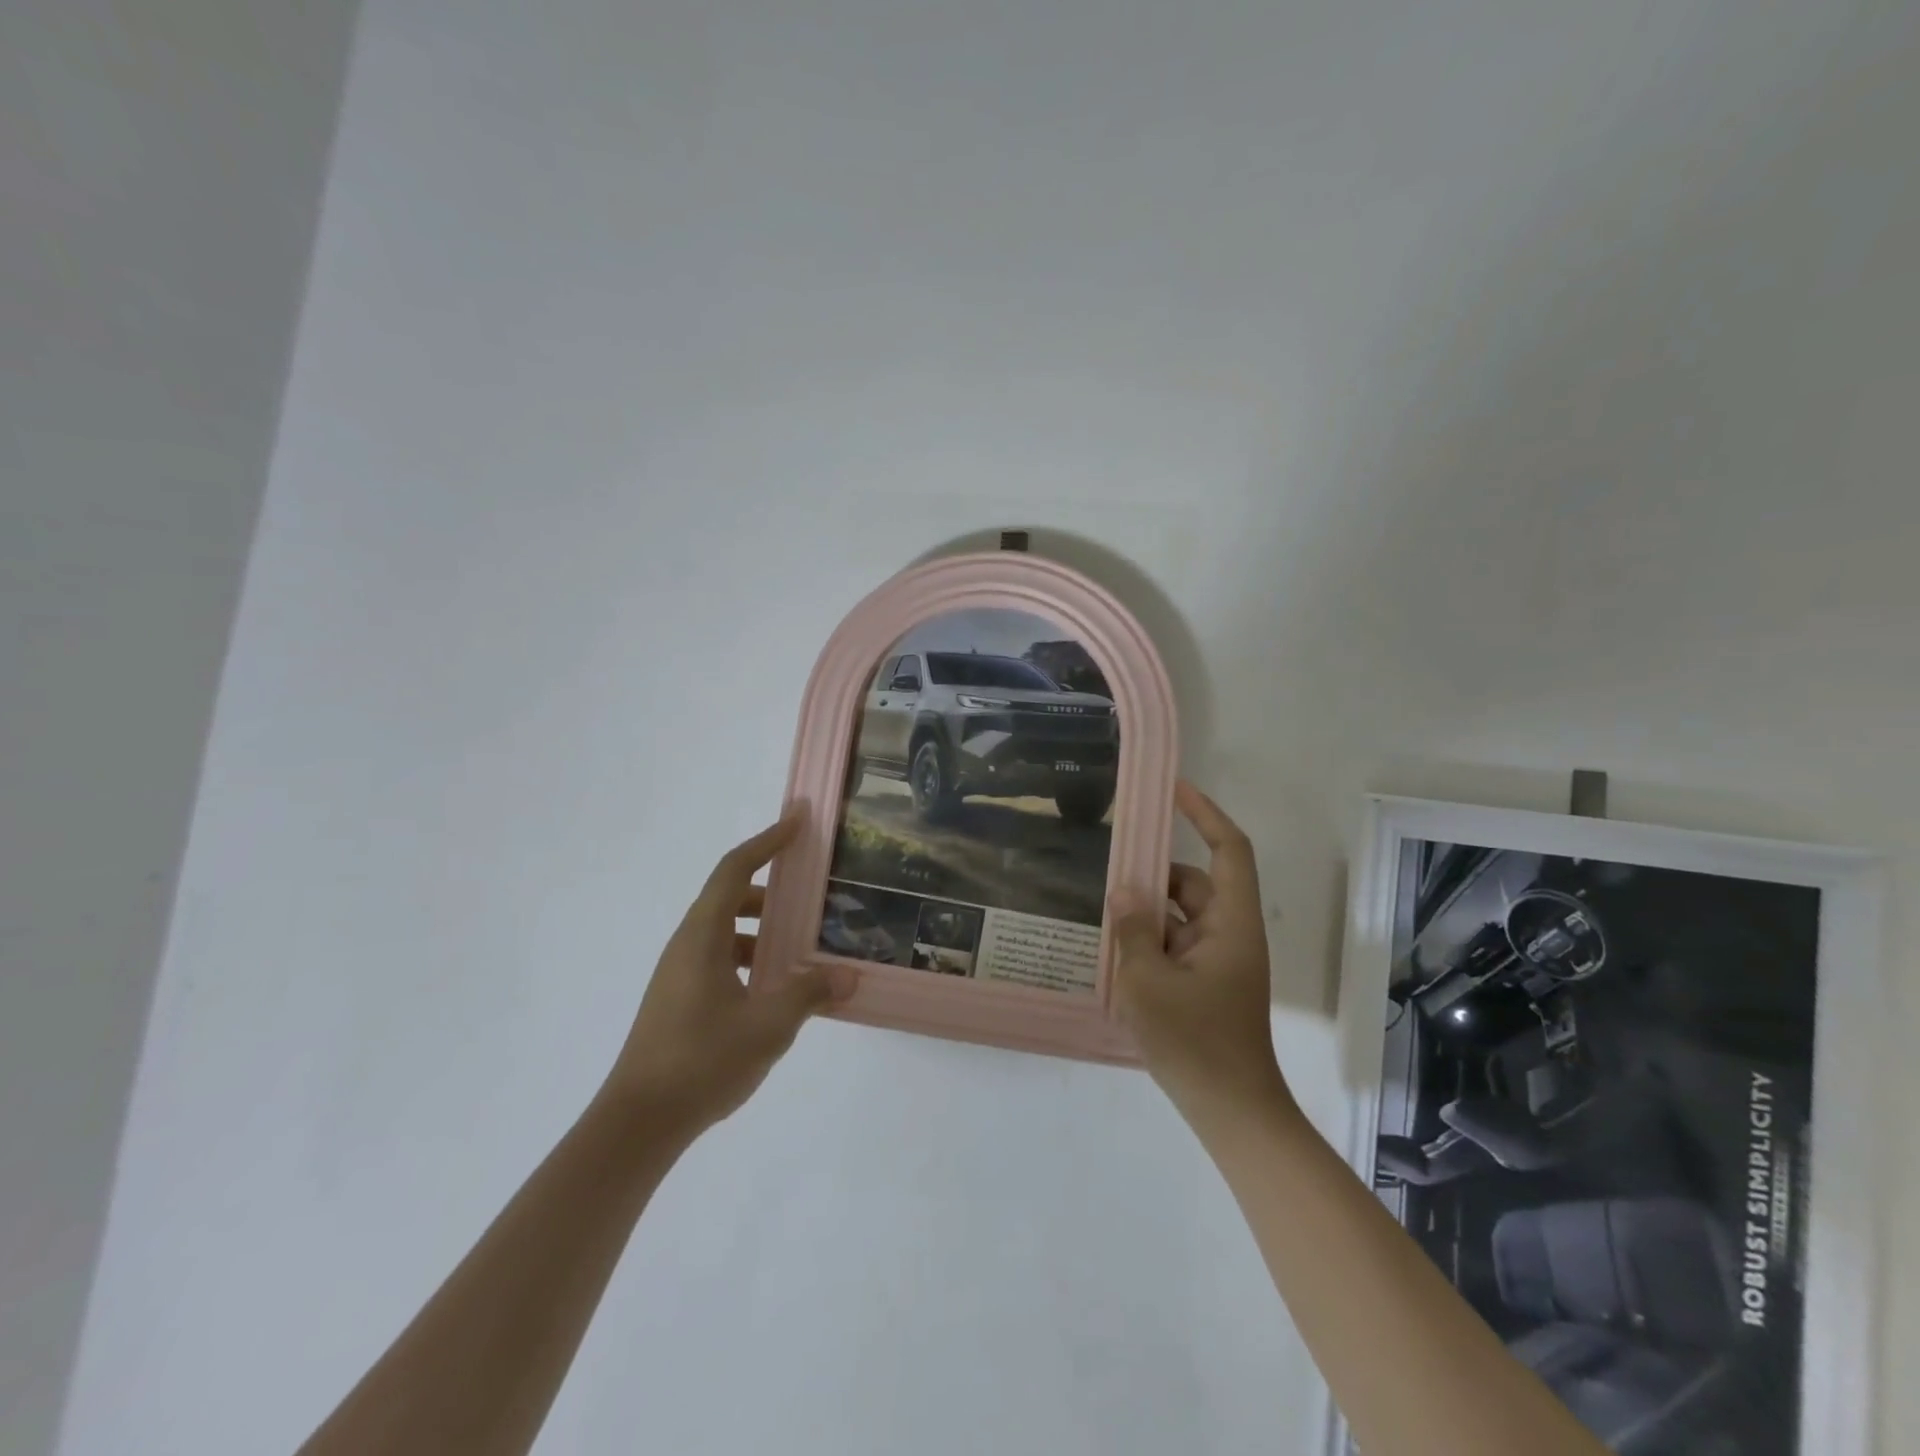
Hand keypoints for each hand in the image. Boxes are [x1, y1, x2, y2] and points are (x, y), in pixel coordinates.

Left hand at [600, 808, 852, 1137]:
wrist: (637, 1124)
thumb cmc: (702, 1061)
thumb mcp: (768, 1026)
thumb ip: (810, 994)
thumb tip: (849, 976)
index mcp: (703, 936)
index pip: (735, 868)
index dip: (768, 840)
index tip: (799, 821)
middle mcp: (687, 945)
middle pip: (730, 896)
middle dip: (772, 890)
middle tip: (812, 895)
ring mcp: (679, 974)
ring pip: (726, 932)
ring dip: (763, 930)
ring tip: (802, 947)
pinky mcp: (679, 1000)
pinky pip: (721, 959)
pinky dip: (751, 958)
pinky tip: (777, 990)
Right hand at [1110, 781, 1294, 1131]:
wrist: (1233, 1112)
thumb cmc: (1195, 1043)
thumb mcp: (1149, 982)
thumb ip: (1133, 930)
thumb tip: (1124, 889)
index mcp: (1232, 924)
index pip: (1229, 851)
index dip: (1206, 814)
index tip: (1173, 791)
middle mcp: (1230, 935)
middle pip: (1194, 885)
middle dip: (1153, 877)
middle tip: (1106, 872)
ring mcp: (1219, 962)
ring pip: (1180, 917)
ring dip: (1146, 915)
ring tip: (1102, 917)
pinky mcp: (1206, 985)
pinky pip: (1176, 946)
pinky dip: (1149, 943)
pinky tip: (1114, 955)